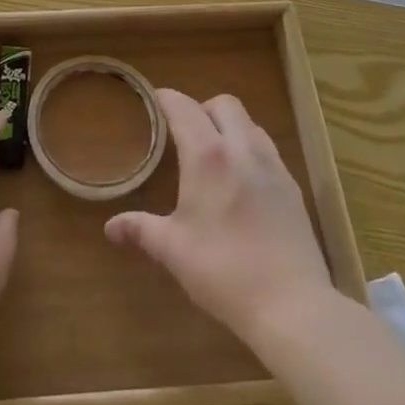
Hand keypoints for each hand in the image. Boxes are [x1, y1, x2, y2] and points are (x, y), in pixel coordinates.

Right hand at [106, 89, 334, 352]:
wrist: (292, 305)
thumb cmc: (223, 271)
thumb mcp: (173, 250)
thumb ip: (141, 229)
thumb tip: (111, 227)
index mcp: (207, 156)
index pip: (183, 107)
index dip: (166, 99)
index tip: (153, 101)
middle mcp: (242, 149)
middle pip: (224, 104)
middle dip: (201, 108)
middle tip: (185, 132)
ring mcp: (273, 166)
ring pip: (250, 124)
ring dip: (230, 126)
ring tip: (215, 154)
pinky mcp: (293, 187)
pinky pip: (268, 150)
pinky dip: (250, 150)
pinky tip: (242, 182)